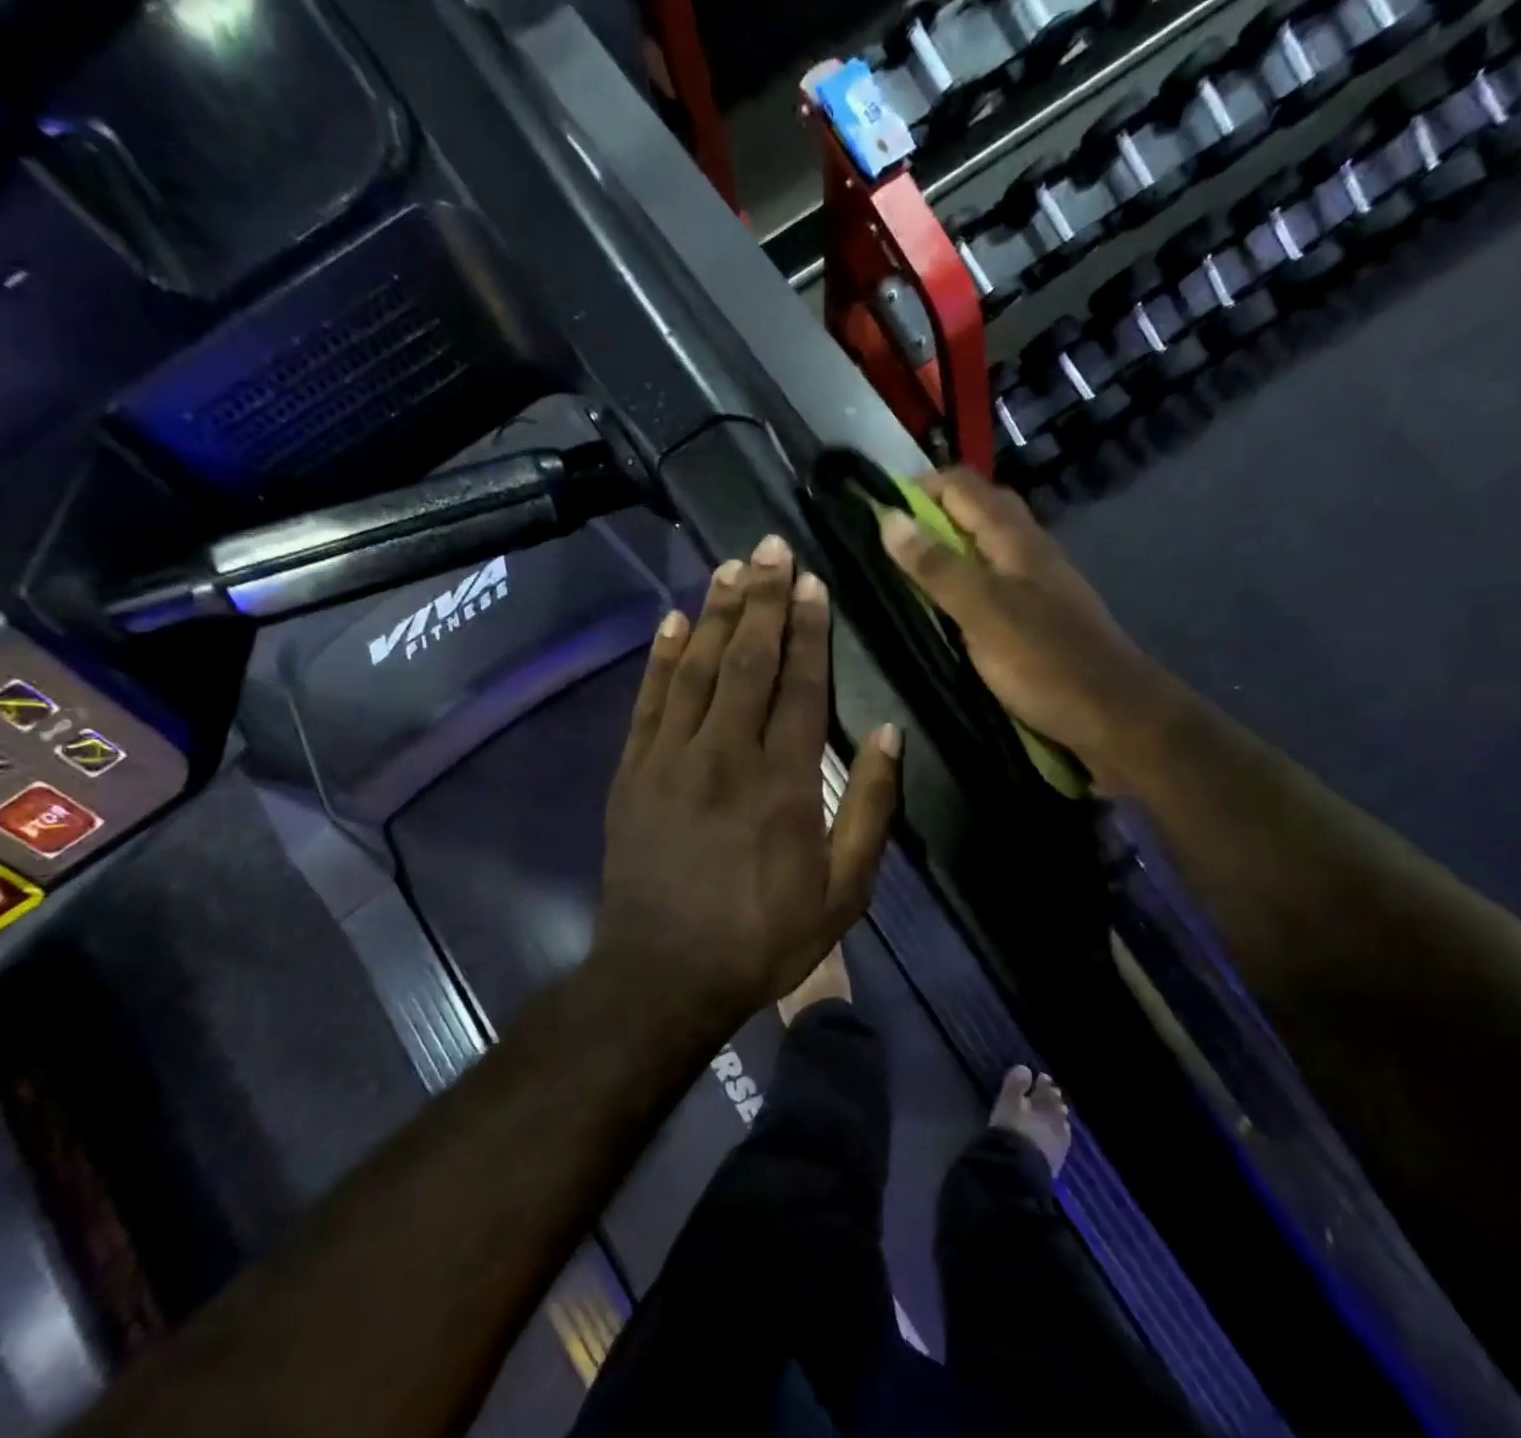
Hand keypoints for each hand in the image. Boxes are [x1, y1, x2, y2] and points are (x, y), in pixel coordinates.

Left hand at [598, 534, 900, 1019]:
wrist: (664, 975)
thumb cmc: (764, 936)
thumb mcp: (844, 890)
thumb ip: (869, 807)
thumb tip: (887, 732)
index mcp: (782, 779)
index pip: (799, 684)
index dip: (809, 629)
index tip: (814, 582)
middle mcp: (724, 753)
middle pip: (746, 659)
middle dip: (762, 598)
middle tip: (772, 546)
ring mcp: (670, 758)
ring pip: (695, 667)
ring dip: (714, 612)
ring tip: (730, 566)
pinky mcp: (633, 771)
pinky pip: (648, 700)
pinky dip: (660, 657)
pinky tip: (671, 621)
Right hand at [878, 471, 1163, 789]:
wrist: (1115, 717)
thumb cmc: (1045, 662)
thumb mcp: (983, 612)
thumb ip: (937, 567)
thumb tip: (889, 518)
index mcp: (1016, 540)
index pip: (963, 486)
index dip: (919, 488)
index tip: (877, 512)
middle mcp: (1030, 551)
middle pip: (979, 511)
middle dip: (933, 515)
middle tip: (890, 544)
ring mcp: (1039, 585)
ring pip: (988, 548)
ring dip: (950, 550)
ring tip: (908, 574)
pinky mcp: (1040, 617)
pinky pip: (996, 582)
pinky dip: (967, 583)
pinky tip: (948, 610)